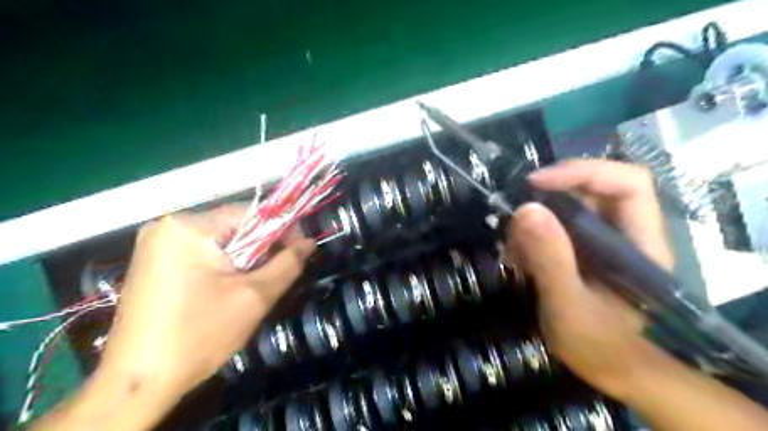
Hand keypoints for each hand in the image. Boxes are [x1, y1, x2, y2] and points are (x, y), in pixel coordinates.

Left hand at [99, 207, 314, 401]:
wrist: (136, 384)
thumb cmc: (199, 335)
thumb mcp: (255, 297)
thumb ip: (288, 264)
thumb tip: (309, 242)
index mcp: (189, 226)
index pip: (251, 212)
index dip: (281, 230)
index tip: (299, 252)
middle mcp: (168, 225)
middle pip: (235, 226)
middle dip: (261, 249)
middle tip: (276, 275)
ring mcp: (156, 244)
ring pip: (221, 241)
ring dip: (244, 259)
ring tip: (252, 287)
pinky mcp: (153, 262)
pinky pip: (202, 253)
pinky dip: (223, 266)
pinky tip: (227, 291)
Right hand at [509, 159, 673, 398]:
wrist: (611, 370)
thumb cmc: (599, 345)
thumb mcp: (569, 306)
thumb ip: (551, 260)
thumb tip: (525, 209)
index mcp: (641, 243)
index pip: (628, 183)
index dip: (583, 172)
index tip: (535, 184)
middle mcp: (625, 233)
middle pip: (592, 189)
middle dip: (548, 196)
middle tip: (512, 216)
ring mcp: (604, 241)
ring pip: (569, 207)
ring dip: (534, 219)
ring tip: (511, 248)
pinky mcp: (584, 250)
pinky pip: (556, 226)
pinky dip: (531, 235)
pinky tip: (516, 257)